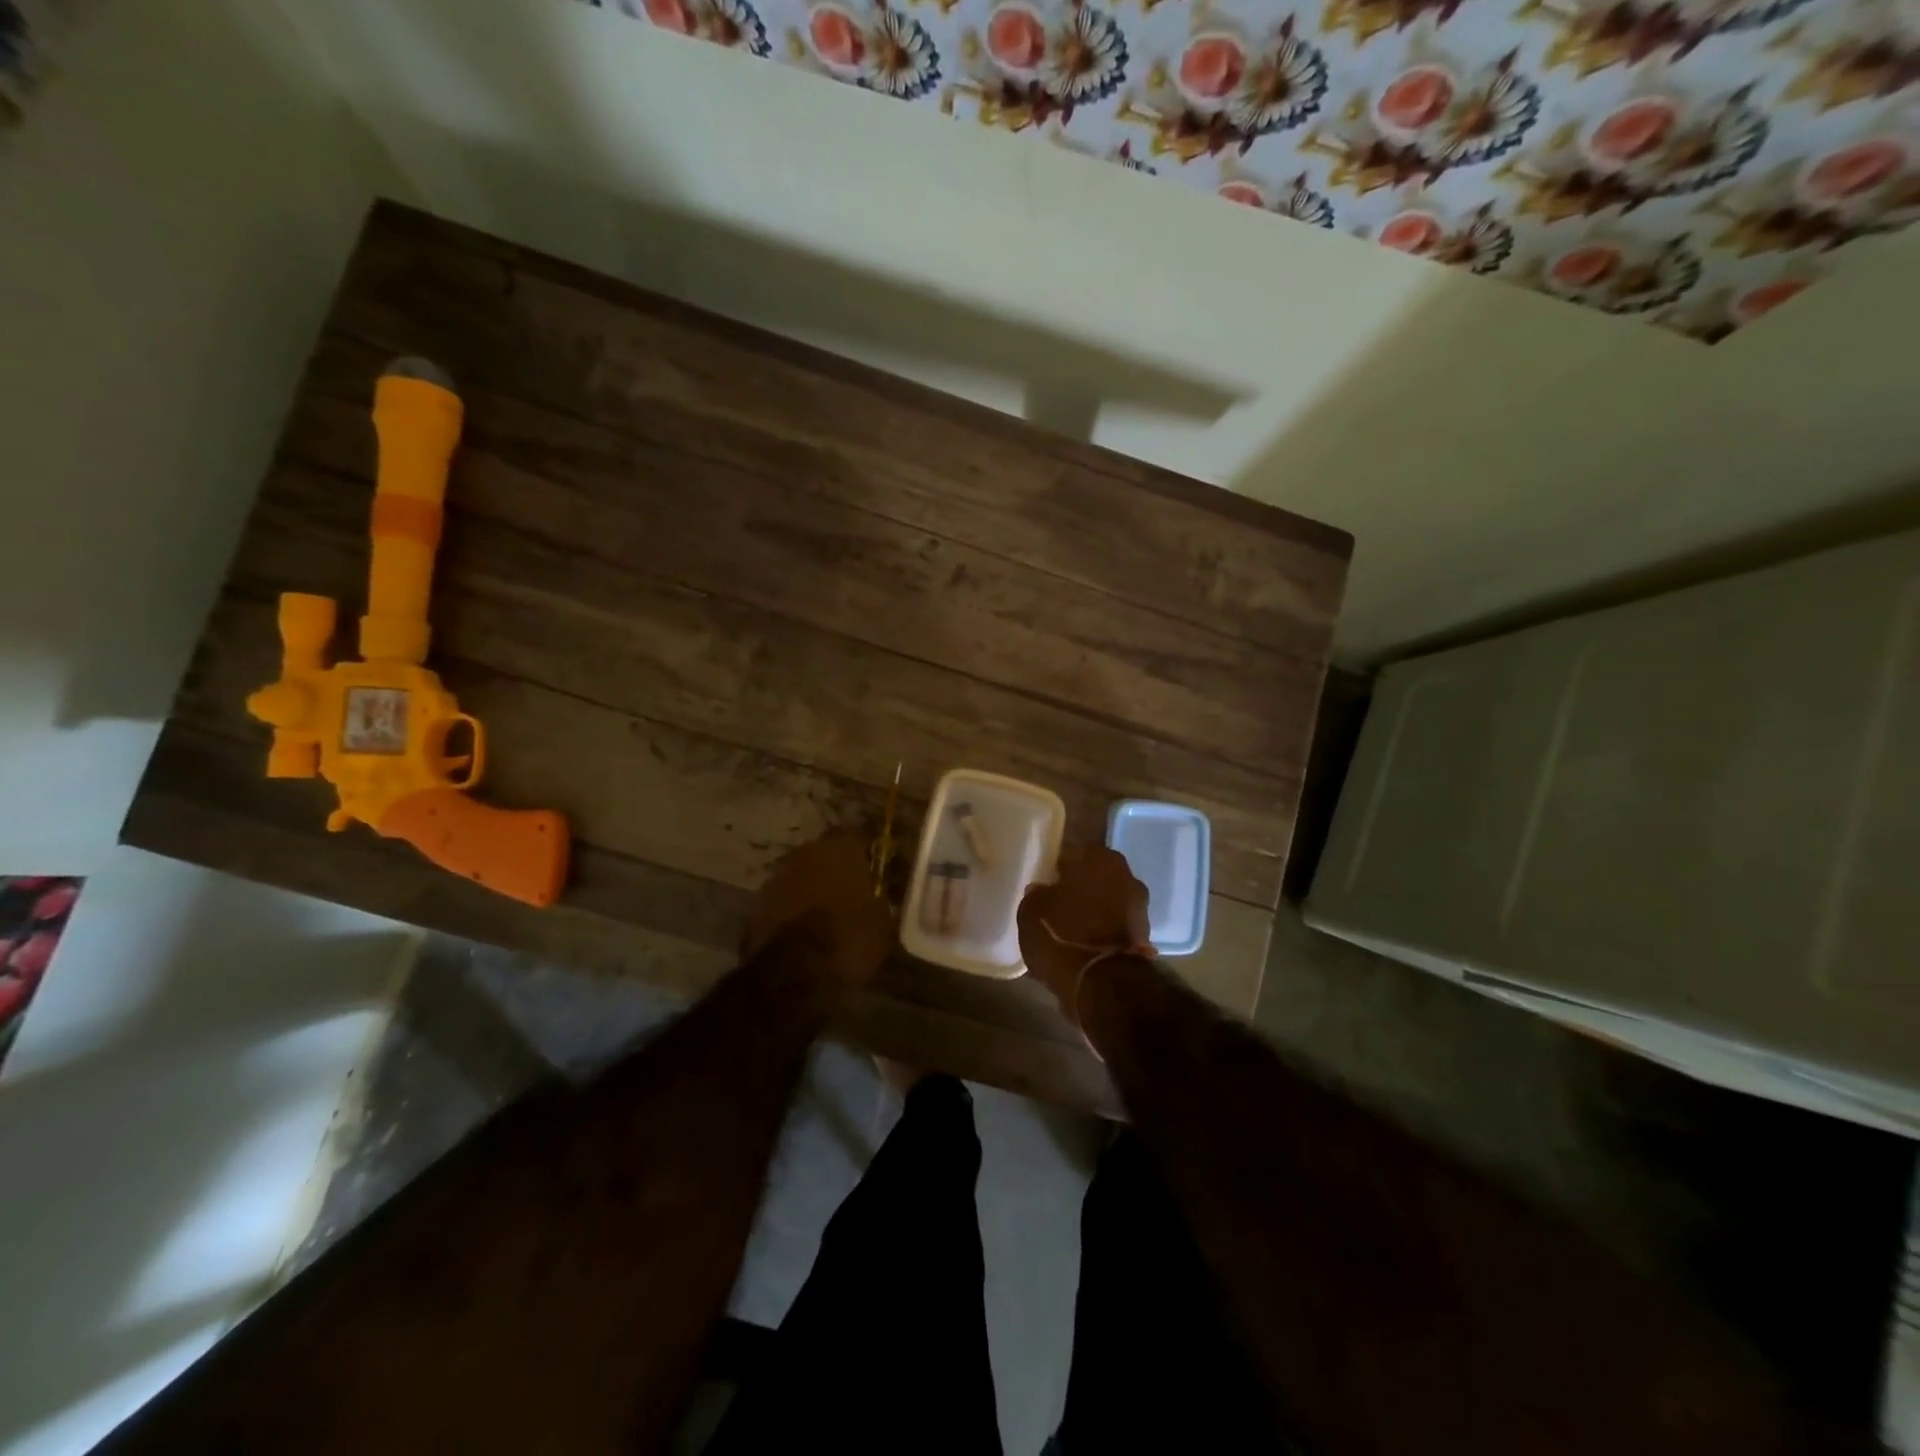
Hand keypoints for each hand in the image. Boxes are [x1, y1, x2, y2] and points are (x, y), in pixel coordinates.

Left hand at [745, 829, 896, 988]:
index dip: (865, 852)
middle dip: (835, 869)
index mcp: (838, 849)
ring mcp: (776, 878)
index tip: (874, 867)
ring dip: (811, 889)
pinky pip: (783, 901)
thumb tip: (878, 895)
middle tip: (850, 891)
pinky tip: (804, 931)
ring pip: (800, 876)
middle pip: (823, 854)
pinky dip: (792, 910)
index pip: (855, 836)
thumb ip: (879, 898)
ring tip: (826, 914)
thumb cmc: (847, 939)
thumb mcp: (882, 922)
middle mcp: (804, 854)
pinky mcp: (756, 906)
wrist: (792, 974)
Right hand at [1017, 847, 1151, 1013]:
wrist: (1102, 984)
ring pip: (1110, 903)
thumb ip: (1037, 895)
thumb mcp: (1032, 912)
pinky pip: (1116, 928)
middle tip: (1059, 904)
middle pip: (1098, 878)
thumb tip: (1042, 891)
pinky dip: (1104, 934)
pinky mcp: (1145, 939)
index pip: (1076, 854)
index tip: (1048, 882)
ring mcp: (1140, 909)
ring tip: (1071, 929)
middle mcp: (1127, 877)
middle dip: (1082, 889)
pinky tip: (1085, 947)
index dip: (1061, 868)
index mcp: (1100, 860)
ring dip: (1095, 912)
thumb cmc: (1062, 935)